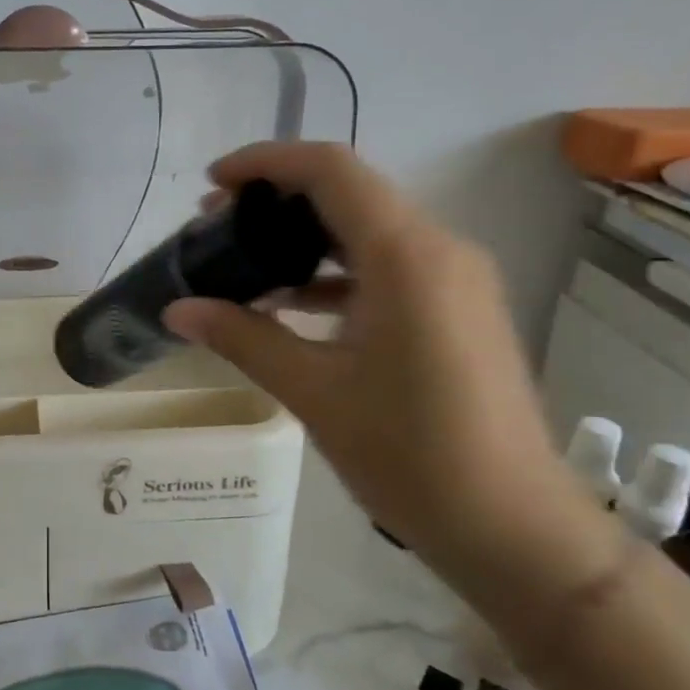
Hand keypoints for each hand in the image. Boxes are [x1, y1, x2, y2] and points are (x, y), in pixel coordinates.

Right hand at [164, 142, 593, 575]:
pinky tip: (291, 306)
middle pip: (349, 194)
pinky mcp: (458, 310)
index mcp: (407, 256)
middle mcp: (439, 250)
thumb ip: (243, 338)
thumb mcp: (314, 391)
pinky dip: (335, 274)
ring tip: (244, 266)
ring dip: (305, 239)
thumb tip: (178, 310)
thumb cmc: (409, 455)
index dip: (265, 162)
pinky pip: (388, 268)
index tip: (212, 184)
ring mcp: (455, 280)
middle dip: (278, 200)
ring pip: (368, 231)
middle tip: (217, 228)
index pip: (331, 170)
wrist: (511, 526)